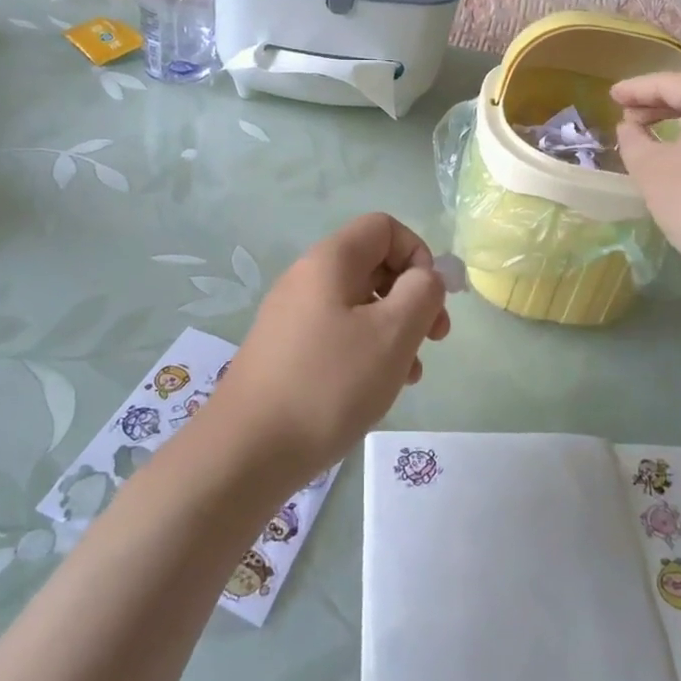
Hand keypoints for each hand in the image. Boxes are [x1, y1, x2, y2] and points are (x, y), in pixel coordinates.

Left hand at [200, 214, 449, 489]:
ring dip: (393, 330)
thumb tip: (426, 277)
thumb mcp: (392, 334)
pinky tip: (377, 389)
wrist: (246, 452)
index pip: (384, 227)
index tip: (430, 300)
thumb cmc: (328, 384)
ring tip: (409, 374)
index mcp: (330, 260)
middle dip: (411, 296)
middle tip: (435, 338)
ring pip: (359, 304)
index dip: (417, 254)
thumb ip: (422, 293)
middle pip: (373, 264)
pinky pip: (337, 333)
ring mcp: (292, 316)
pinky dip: (366, 351)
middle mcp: (307, 278)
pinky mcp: (286, 351)